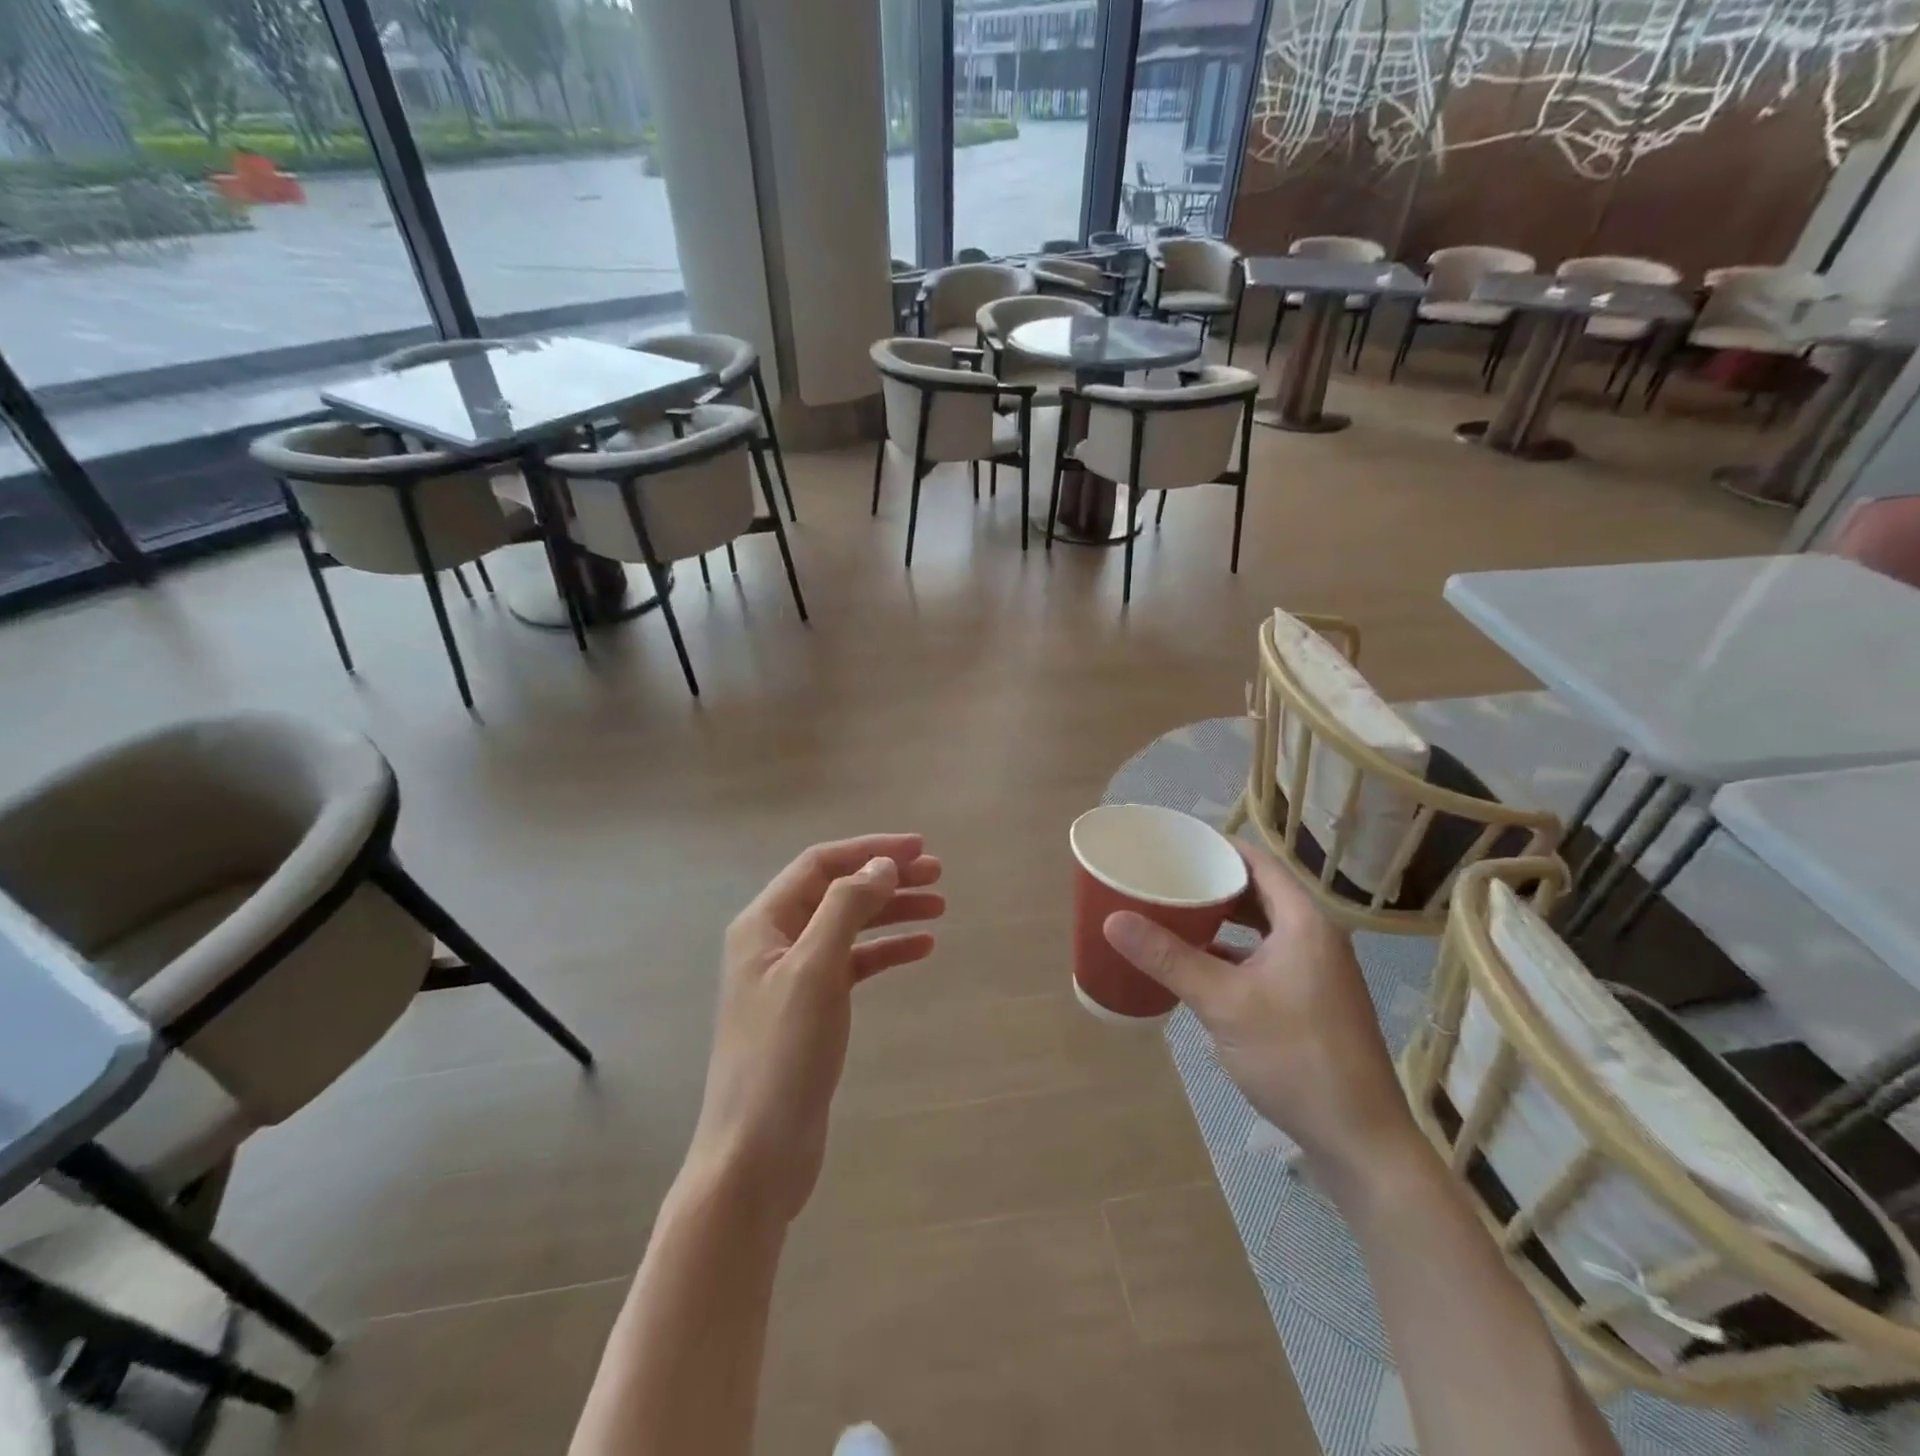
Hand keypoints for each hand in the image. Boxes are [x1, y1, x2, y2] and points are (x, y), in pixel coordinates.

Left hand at [687, 834, 944, 1224]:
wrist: (756, 1155)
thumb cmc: (782, 1054)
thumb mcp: (814, 970)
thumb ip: (846, 908)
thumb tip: (881, 865)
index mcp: (763, 923)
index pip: (821, 865)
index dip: (870, 850)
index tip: (919, 847)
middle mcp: (774, 942)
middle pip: (837, 892)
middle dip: (886, 878)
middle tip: (938, 875)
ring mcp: (792, 977)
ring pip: (849, 927)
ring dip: (891, 912)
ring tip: (939, 907)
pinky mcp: (811, 1010)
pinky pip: (853, 965)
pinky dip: (885, 952)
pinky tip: (920, 949)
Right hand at [1101, 842, 1421, 1195]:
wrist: (1360, 1142)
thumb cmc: (1295, 1057)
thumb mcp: (1223, 1003)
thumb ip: (1168, 958)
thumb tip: (1113, 919)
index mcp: (1305, 923)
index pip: (1259, 863)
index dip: (1218, 847)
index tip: (1174, 843)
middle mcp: (1316, 938)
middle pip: (1260, 893)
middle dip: (1214, 883)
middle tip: (1166, 877)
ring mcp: (1316, 973)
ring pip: (1263, 929)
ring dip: (1223, 919)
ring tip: (1176, 912)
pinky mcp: (1311, 1002)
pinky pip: (1266, 958)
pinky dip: (1234, 953)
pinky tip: (1200, 964)